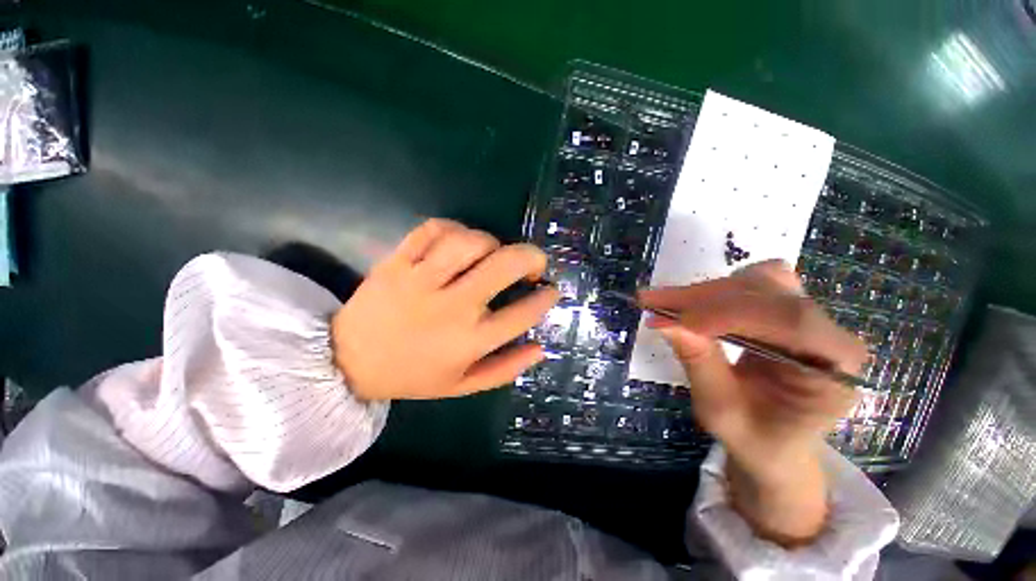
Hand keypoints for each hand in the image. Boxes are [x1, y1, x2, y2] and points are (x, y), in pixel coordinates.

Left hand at [332, 219, 559, 400]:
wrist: (348, 362)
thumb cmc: (413, 375)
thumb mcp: (463, 385)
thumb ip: (505, 369)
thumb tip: (540, 348)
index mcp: (469, 342)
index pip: (522, 314)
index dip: (546, 298)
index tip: (552, 290)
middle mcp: (450, 308)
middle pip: (503, 266)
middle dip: (532, 257)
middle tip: (534, 262)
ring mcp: (420, 281)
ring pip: (469, 241)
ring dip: (491, 241)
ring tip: (492, 253)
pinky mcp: (395, 262)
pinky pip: (432, 229)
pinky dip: (453, 228)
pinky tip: (459, 241)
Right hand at [640, 260, 867, 544]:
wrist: (775, 443)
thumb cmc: (756, 439)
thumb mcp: (721, 412)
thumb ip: (700, 365)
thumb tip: (667, 324)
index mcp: (834, 366)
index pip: (789, 321)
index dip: (728, 314)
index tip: (676, 320)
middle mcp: (829, 332)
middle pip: (768, 292)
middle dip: (703, 297)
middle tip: (652, 302)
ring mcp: (808, 317)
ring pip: (755, 281)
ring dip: (704, 292)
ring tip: (665, 304)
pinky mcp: (784, 310)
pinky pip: (748, 285)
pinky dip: (712, 292)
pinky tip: (688, 306)